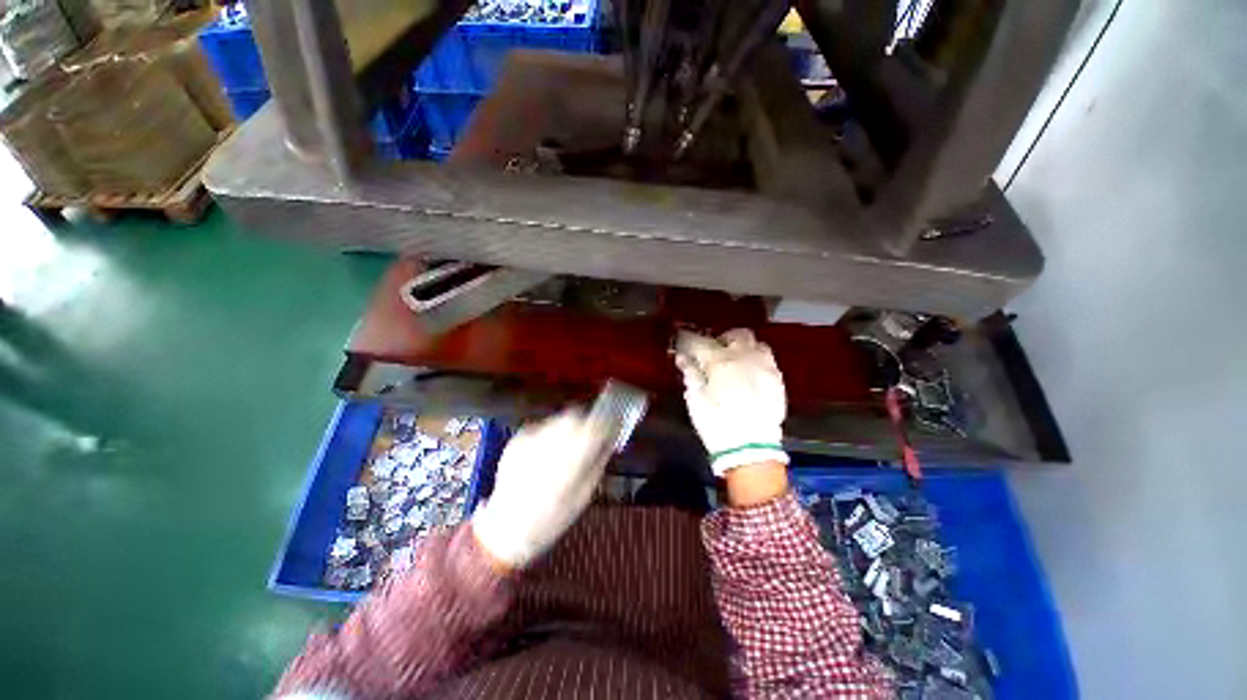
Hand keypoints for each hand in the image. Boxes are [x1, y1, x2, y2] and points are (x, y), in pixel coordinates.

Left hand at [472, 409, 609, 568]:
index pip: (594, 426)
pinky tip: (547, 452)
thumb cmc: (552, 518)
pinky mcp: (516, 440)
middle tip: (590, 434)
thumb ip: (597, 463)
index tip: (613, 424)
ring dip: (568, 426)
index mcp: (570, 459)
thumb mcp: (584, 495)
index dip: (607, 422)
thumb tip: (609, 441)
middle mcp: (550, 443)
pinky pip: (541, 427)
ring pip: (558, 418)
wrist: (506, 528)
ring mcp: (530, 439)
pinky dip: (550, 434)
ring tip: (568, 444)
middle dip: (586, 421)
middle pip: (575, 415)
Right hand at [675, 329, 789, 479]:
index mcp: (720, 362)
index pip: (700, 341)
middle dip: (723, 339)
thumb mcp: (696, 400)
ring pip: (756, 344)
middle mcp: (745, 357)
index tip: (682, 340)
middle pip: (736, 334)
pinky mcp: (778, 380)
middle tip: (714, 351)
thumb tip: (683, 358)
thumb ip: (690, 374)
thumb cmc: (717, 424)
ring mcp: (765, 367)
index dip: (688, 339)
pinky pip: (767, 360)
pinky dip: (756, 361)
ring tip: (735, 362)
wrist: (751, 450)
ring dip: (744, 348)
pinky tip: (750, 375)